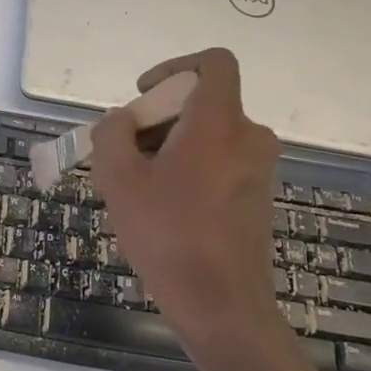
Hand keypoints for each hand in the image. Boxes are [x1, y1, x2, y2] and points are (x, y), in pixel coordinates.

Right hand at [90, 48, 281, 342]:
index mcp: (219, 123)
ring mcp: (258, 168)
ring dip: (169, 147)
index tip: (144, 97)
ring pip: (207, 135)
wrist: (222, 307)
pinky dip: (188, 168)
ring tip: (137, 188)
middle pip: (201, 103)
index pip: (214, 63)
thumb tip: (123, 121)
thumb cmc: (168, 235)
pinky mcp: (257, 196)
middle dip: (158, 119)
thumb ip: (112, 134)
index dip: (175, 67)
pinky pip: (218, 161)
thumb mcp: (119, 179)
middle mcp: (248, 137)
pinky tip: (163, 209)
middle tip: (125, 155)